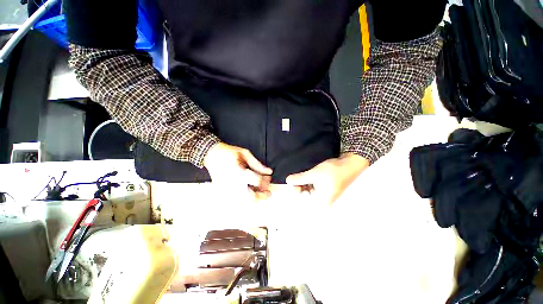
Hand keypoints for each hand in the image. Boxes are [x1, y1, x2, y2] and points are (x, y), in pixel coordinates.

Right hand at [204, 142, 272, 199]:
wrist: (211, 154)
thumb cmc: (229, 152)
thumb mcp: (245, 154)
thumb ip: (257, 164)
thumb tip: (268, 172)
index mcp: (239, 173)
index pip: (257, 181)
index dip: (266, 180)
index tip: (268, 177)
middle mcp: (232, 184)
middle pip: (251, 198)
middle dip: (261, 196)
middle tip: (267, 192)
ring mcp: (226, 190)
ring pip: (243, 203)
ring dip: (253, 199)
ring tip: (258, 193)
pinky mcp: (223, 192)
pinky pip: (235, 201)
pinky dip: (244, 200)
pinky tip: (247, 193)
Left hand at [286, 153, 368, 204]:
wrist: (349, 164)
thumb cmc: (332, 171)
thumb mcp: (313, 174)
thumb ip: (299, 179)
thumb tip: (287, 181)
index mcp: (320, 202)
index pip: (301, 198)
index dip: (295, 187)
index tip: (293, 178)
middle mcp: (321, 201)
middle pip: (304, 194)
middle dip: (299, 184)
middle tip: (299, 175)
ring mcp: (323, 195)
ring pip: (307, 189)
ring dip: (304, 181)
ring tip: (305, 173)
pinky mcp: (324, 188)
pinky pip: (312, 186)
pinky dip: (308, 180)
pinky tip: (309, 174)